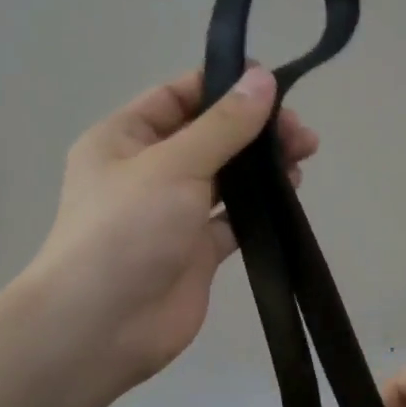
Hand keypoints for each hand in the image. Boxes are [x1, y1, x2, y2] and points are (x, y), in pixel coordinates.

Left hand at [29, 65, 317, 391]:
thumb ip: (224, 124)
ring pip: (225, 177)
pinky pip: (233, 219)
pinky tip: (289, 194)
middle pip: (208, 136)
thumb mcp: (174, 164)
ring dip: (261, 165)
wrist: (102, 327)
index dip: (223, 86)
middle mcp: (147, 172)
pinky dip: (260, 206)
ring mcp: (173, 213)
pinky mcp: (196, 251)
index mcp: (124, 139)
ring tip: (303, 157)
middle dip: (253, 128)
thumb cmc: (126, 230)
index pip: (178, 97)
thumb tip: (263, 79)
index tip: (273, 86)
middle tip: (300, 133)